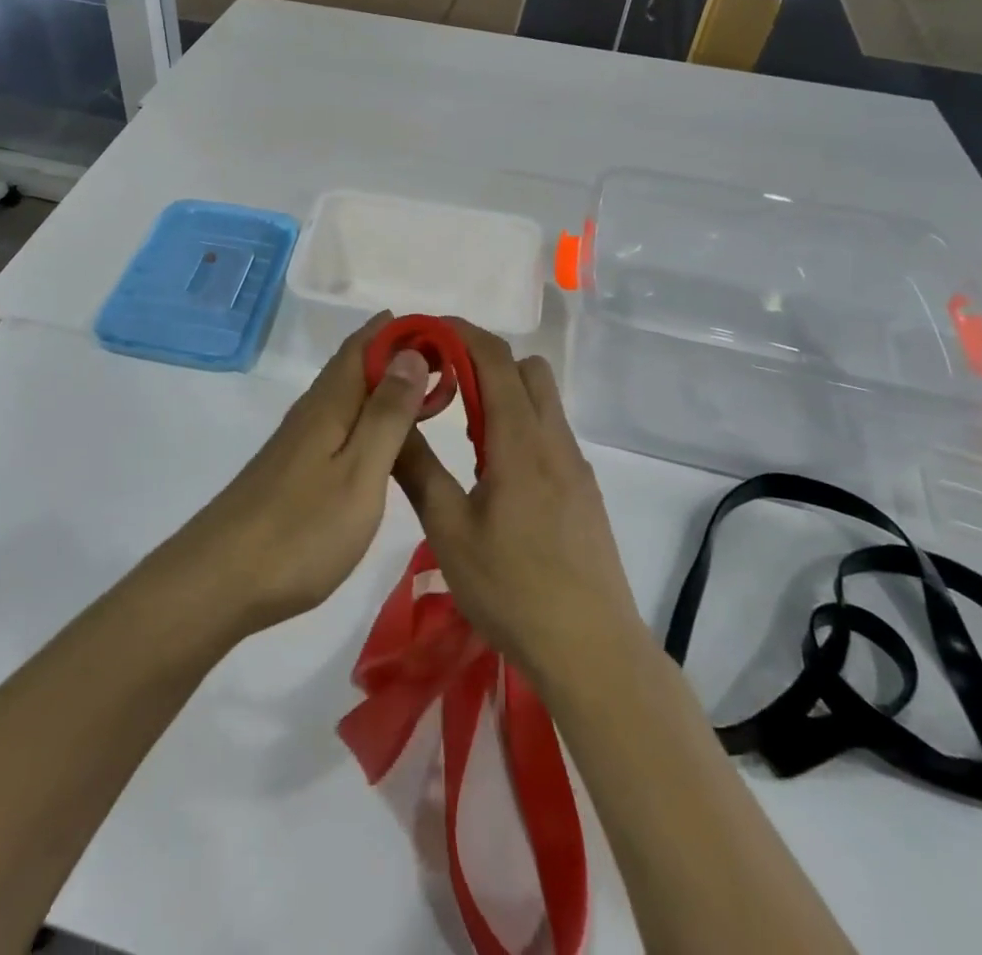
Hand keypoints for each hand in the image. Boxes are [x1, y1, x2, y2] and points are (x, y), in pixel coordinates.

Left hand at [181, 313, 429, 637]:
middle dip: (393, 353)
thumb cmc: (301, 529)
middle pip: (352, 366)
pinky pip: (337, 423)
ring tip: (422, 392)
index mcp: (330, 405)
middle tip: (444, 359)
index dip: (399, 331)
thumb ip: (387, 415)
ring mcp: (297, 442)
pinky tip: (377, 439)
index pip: (364, 346)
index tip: (441, 329)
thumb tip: (411, 353)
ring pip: (344, 395)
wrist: (220, 581)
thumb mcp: (360, 472)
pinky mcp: (291, 470)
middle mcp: (311, 413)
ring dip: (380, 384)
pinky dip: (365, 416)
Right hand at [391, 320, 644, 688]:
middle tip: (443, 384)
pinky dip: (520, 425)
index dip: (460, 333)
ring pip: (542, 400)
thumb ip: (418, 470)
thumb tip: (390, 421)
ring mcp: (574, 465)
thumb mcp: (449, 531)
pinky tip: (495, 472)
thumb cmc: (512, 589)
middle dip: (483, 359)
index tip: (425, 332)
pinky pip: (550, 433)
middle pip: (527, 368)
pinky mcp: (583, 490)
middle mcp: (553, 440)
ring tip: (464, 431)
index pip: (495, 358)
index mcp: (520, 441)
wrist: (592, 649)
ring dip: (504, 394)